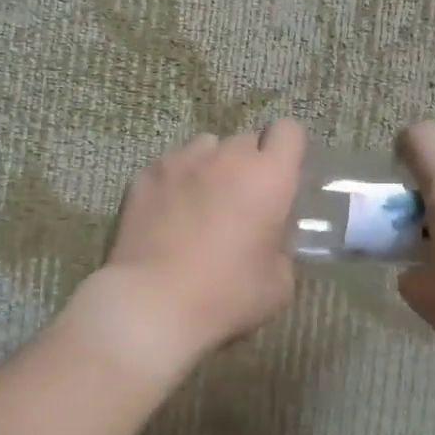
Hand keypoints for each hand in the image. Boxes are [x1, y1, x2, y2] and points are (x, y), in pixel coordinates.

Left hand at [92, 121, 305, 363]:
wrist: (153, 303)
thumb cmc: (227, 295)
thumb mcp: (279, 283)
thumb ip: (282, 247)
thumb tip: (272, 238)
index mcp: (268, 177)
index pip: (288, 131)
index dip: (287, 151)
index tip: (281, 178)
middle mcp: (227, 157)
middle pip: (246, 141)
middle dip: (249, 164)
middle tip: (242, 201)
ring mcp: (182, 161)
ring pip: (206, 147)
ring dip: (211, 167)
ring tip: (202, 201)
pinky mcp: (146, 174)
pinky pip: (171, 165)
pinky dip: (176, 181)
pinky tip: (168, 213)